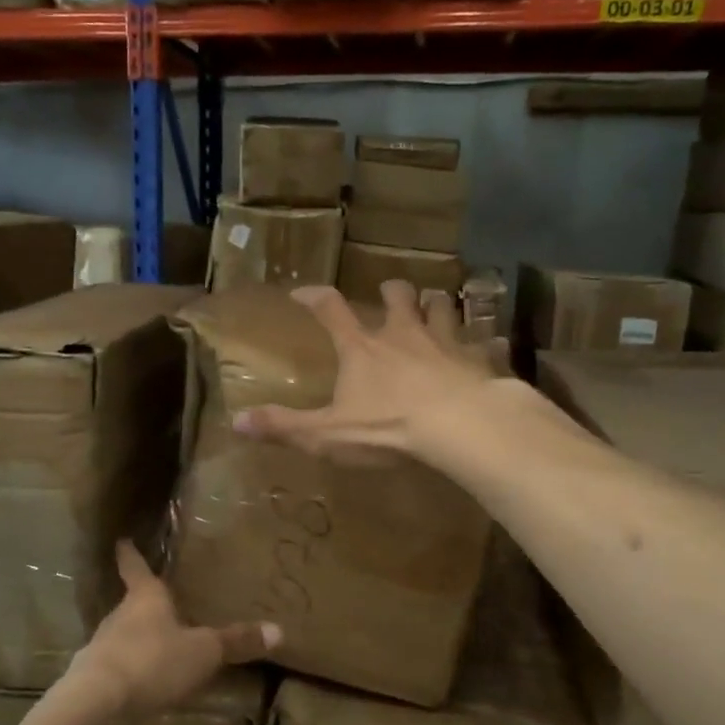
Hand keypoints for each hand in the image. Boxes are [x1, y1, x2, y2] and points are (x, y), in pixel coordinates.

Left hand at [65, 540, 278, 720]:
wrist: (98, 705)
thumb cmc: (153, 661)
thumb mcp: (203, 651)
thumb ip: (236, 641)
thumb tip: (279, 630)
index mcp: (145, 598)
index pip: (135, 567)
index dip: (131, 553)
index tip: (122, 540)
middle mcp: (119, 617)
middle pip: (131, 604)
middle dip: (144, 605)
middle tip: (161, 603)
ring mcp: (102, 648)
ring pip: (123, 637)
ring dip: (138, 640)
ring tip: (159, 647)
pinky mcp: (95, 680)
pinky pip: (118, 669)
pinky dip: (131, 672)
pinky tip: (145, 686)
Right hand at [231, 281, 506, 461]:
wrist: (459, 427)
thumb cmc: (388, 427)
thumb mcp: (327, 434)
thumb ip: (284, 426)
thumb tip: (236, 422)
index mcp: (362, 349)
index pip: (331, 310)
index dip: (314, 297)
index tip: (303, 291)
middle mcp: (403, 335)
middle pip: (399, 297)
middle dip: (393, 290)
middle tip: (391, 291)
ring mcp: (445, 343)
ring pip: (442, 308)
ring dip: (436, 305)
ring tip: (434, 307)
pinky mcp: (478, 360)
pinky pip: (483, 343)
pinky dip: (483, 343)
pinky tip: (488, 347)